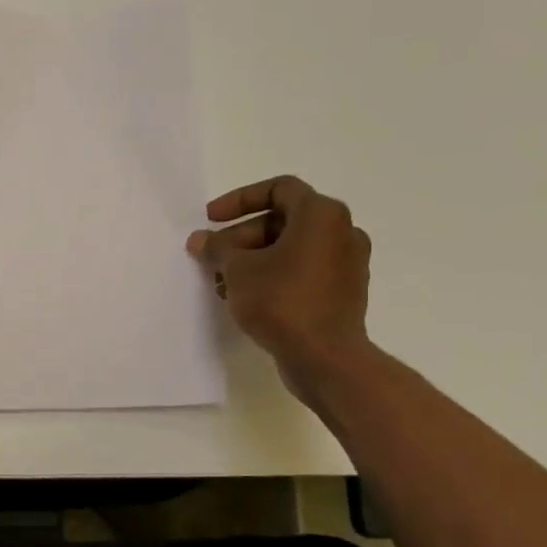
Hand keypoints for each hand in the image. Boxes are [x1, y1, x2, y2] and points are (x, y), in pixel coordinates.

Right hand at [188, 176, 371, 398]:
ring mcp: (346, 264)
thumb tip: (200, 240)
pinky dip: (273, 275)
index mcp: (321, 215)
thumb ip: (216, 249)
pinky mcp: (343, 292)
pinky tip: (245, 298)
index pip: (278, 188)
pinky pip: (302, 271)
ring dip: (253, 259)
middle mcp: (342, 232)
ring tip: (222, 282)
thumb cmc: (281, 301)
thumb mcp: (237, 270)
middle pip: (282, 221)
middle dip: (240, 237)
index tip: (211, 219)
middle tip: (210, 257)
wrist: (325, 357)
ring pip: (290, 249)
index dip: (239, 199)